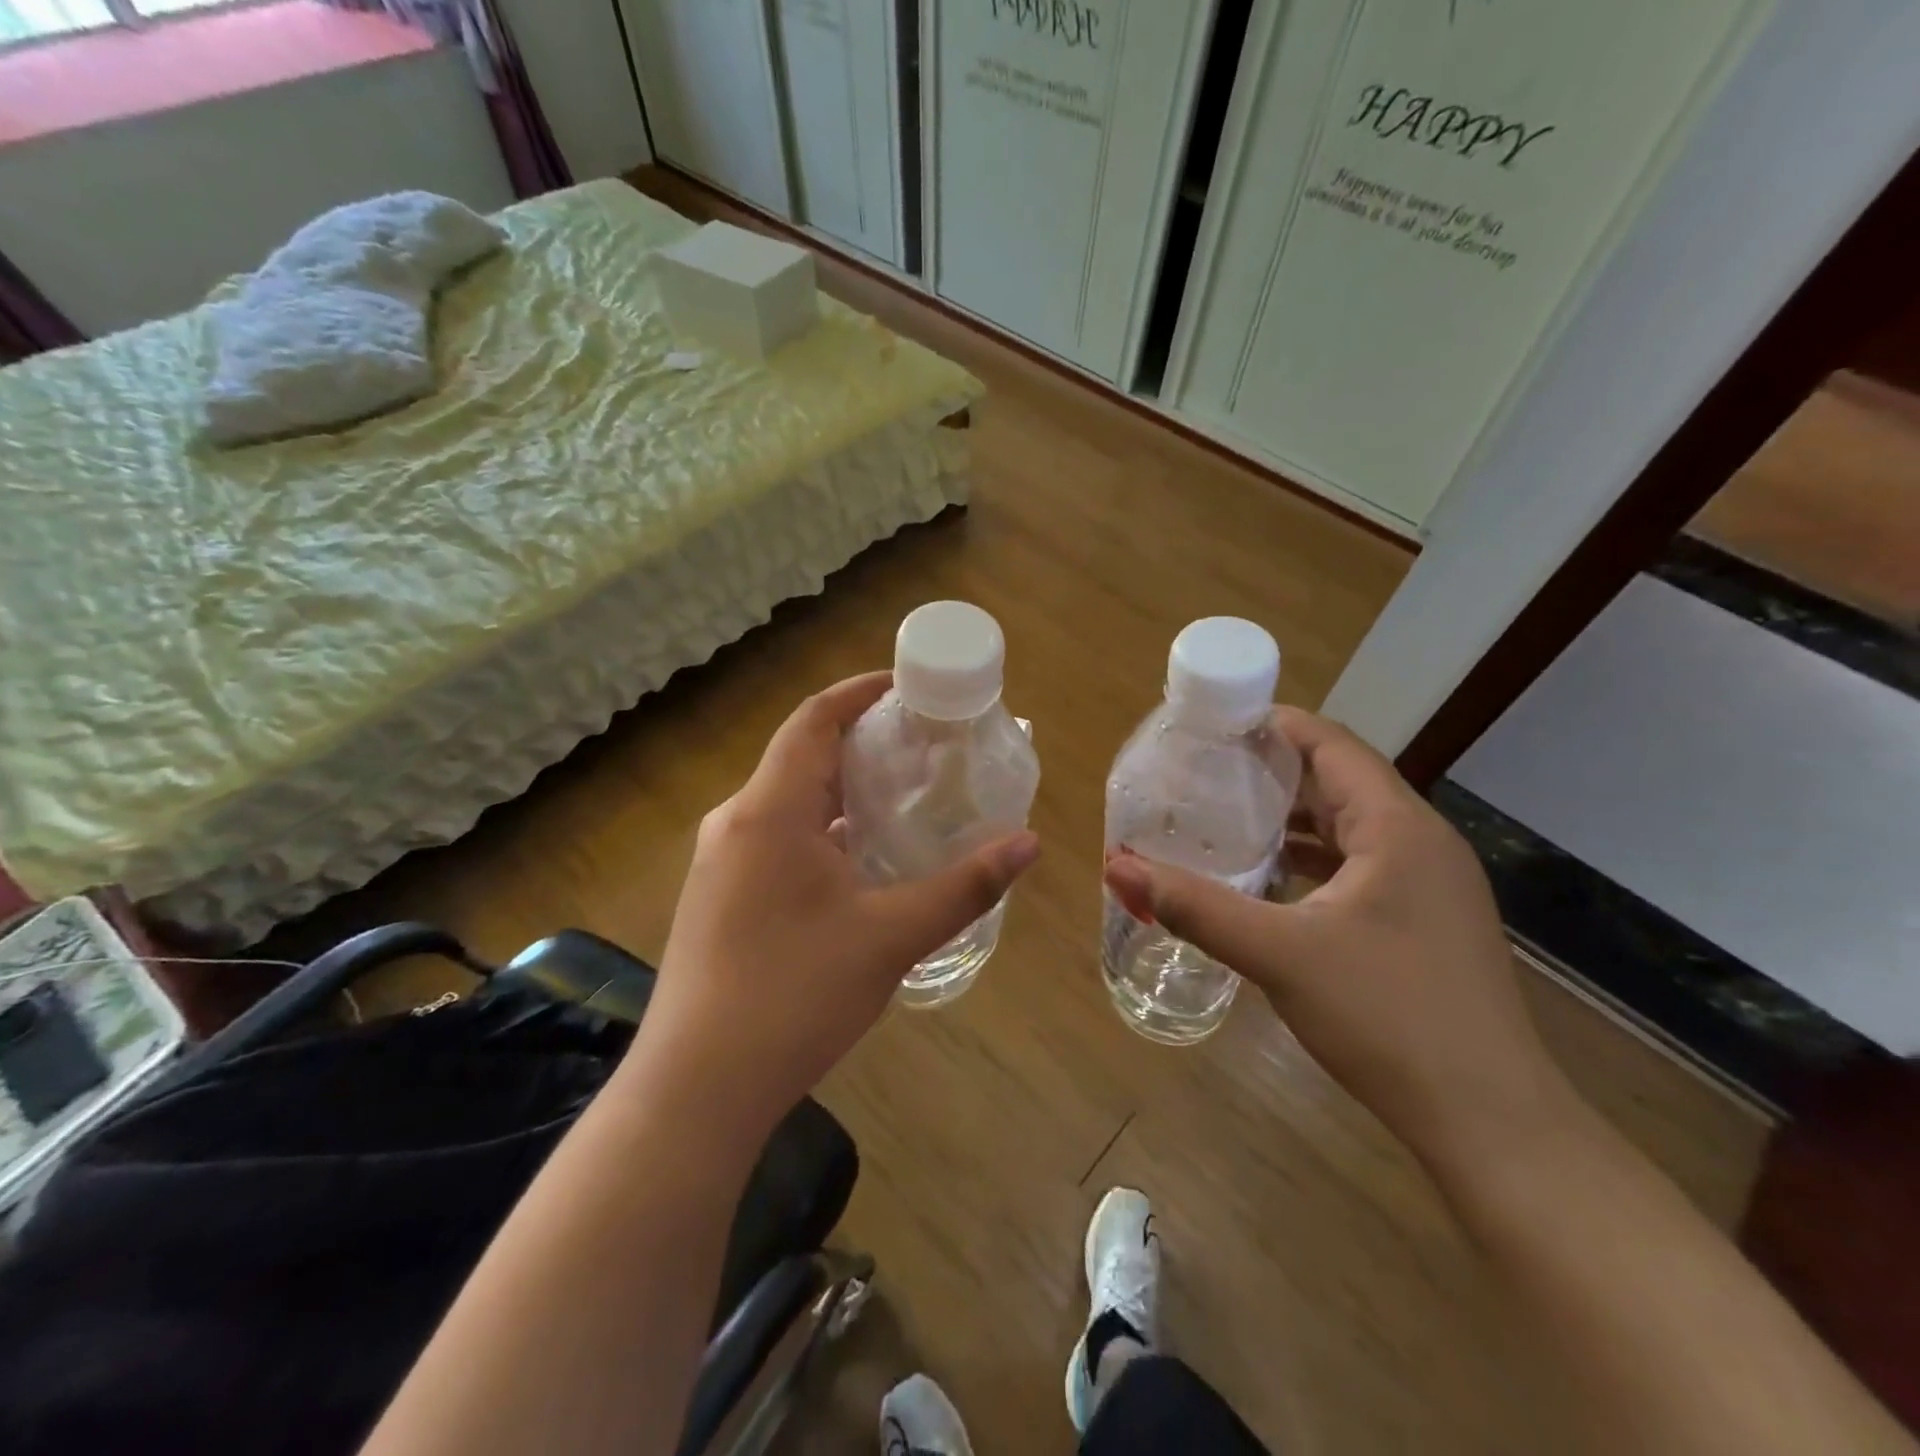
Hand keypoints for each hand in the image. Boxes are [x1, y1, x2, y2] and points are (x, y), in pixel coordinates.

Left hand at [631, 672, 1040, 1141]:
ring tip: (901, 798)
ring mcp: (719, 861)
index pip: (814, 719)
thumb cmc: (795, 995)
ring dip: (841, 791)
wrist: (697, 1087)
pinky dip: (820, 830)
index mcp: (770, 809)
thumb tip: (1029, 842)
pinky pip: (774, 837)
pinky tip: (858, 862)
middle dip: (861, 743)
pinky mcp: (717, 896)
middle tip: (923, 748)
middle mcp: (736, 821)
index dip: (860, 693)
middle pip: (802, 756)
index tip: (908, 687)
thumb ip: (964, 886)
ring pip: (788, 801)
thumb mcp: (891, 936)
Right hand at [1103, 708, 1572, 1166]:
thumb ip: (1195, 907)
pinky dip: (1312, 860)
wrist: (1489, 1121)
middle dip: (1272, 771)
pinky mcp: (1425, 921)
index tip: (1212, 727)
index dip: (1273, 726)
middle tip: (1204, 771)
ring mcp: (1429, 885)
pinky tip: (1270, 880)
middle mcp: (1421, 842)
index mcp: (1397, 827)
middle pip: (1340, 780)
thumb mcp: (1278, 954)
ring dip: (1292, 818)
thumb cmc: (1388, 1017)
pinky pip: (1360, 866)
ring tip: (1226, 817)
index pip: (1332, 744)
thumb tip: (1117, 868)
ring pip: (1350, 826)